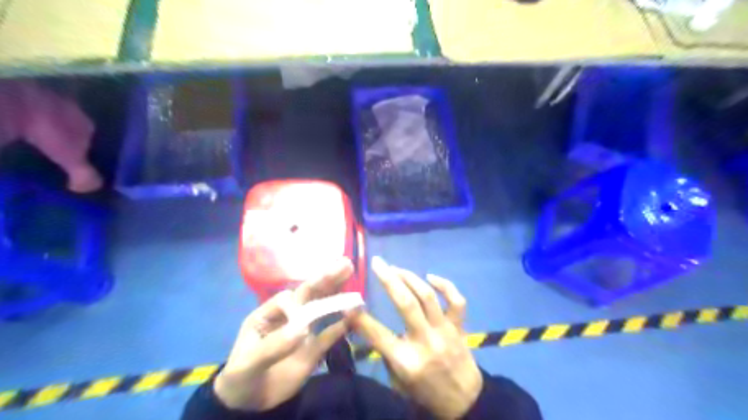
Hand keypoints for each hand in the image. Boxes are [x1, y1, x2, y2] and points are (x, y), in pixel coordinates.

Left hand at [213, 257, 353, 410]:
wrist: (248, 404)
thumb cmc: (241, 377)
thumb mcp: (248, 363)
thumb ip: (272, 346)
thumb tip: (302, 330)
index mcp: (269, 314)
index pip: (287, 299)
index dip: (299, 303)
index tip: (302, 324)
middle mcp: (288, 317)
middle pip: (309, 295)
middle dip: (326, 279)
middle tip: (346, 264)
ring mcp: (303, 331)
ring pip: (322, 309)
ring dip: (337, 297)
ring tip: (354, 283)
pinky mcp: (313, 348)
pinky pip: (330, 334)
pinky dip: (343, 325)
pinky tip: (356, 314)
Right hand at [349, 255, 477, 419]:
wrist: (464, 402)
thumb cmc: (425, 392)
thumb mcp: (397, 380)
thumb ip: (384, 351)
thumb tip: (369, 323)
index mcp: (406, 361)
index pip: (377, 333)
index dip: (359, 316)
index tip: (348, 301)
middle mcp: (425, 342)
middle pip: (406, 304)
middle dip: (389, 279)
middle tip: (377, 263)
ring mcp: (445, 332)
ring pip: (428, 296)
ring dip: (410, 277)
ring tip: (396, 268)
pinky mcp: (460, 327)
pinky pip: (457, 301)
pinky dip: (445, 285)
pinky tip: (430, 277)